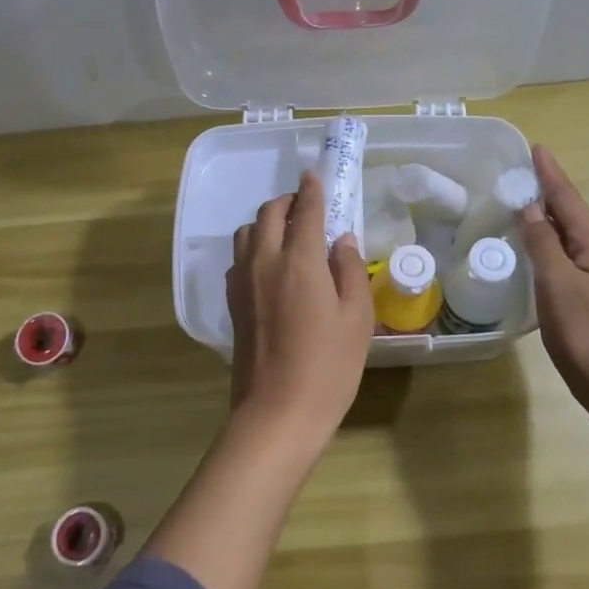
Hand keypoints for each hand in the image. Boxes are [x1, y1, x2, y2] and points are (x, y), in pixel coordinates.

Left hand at [226, 171, 374, 450]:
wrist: (278, 412)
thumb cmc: (329, 366)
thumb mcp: (357, 318)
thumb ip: (350, 270)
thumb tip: (341, 240)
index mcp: (299, 260)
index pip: (305, 210)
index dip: (312, 189)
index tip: (315, 175)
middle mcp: (264, 261)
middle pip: (268, 214)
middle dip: (287, 202)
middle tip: (307, 207)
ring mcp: (242, 281)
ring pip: (247, 232)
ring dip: (266, 222)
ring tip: (288, 235)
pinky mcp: (232, 302)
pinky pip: (239, 258)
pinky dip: (254, 247)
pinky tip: (270, 266)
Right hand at [519, 144, 588, 412]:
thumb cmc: (586, 332)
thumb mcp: (557, 283)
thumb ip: (542, 243)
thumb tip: (530, 207)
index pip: (568, 199)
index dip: (550, 174)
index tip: (537, 147)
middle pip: (571, 214)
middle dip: (548, 191)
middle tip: (523, 172)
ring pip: (568, 236)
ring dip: (547, 217)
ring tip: (523, 203)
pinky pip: (565, 257)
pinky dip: (548, 243)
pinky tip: (534, 250)